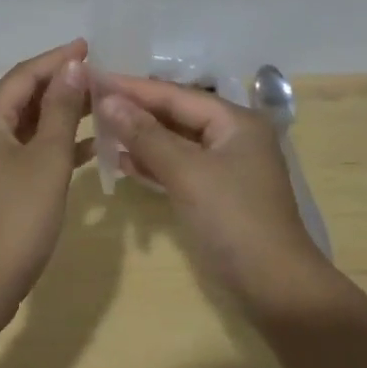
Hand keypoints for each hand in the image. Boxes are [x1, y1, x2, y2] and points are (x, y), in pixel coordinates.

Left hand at [0, 40, 91, 321]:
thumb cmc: (17, 218)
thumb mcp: (48, 159)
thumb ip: (62, 110)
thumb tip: (72, 67)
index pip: (23, 76)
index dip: (58, 59)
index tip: (89, 46)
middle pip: (18, 99)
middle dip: (58, 88)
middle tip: (98, 78)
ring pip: (19, 128)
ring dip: (55, 118)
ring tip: (96, 108)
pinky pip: (15, 154)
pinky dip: (44, 148)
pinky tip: (82, 151)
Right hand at [96, 76, 335, 321]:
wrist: (275, 290)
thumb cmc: (233, 221)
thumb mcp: (186, 173)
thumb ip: (146, 135)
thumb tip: (108, 100)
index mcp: (235, 121)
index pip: (175, 94)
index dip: (133, 87)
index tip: (94, 78)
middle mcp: (232, 136)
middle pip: (176, 114)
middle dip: (135, 110)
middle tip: (91, 102)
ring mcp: (225, 167)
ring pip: (175, 142)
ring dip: (140, 138)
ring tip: (99, 129)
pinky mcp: (216, 195)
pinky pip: (178, 168)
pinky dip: (152, 164)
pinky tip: (122, 163)